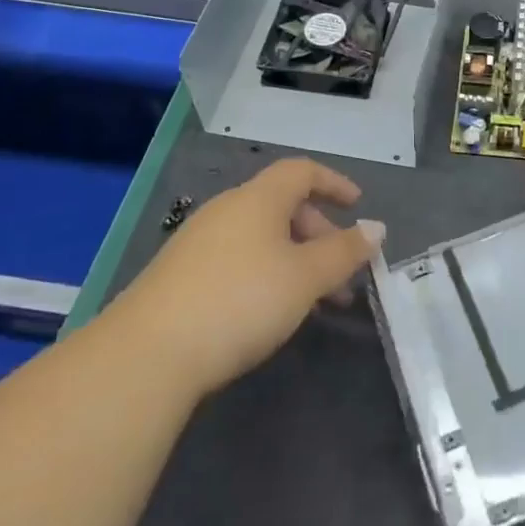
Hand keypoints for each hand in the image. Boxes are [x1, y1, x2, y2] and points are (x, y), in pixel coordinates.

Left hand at [128, 158, 383, 397]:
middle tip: (340, 272)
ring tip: (314, 302)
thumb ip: (345, 252)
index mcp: (259, 198)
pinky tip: (269, 313)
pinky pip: (237, 259)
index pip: (302, 171)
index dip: (334, 183)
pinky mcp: (179, 276)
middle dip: (319, 234)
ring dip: (295, 260)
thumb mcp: (306, 277)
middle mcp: (227, 209)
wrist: (147, 354)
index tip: (357, 206)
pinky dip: (266, 274)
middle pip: (283, 206)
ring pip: (261, 238)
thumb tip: (376, 228)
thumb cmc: (241, 300)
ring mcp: (198, 242)